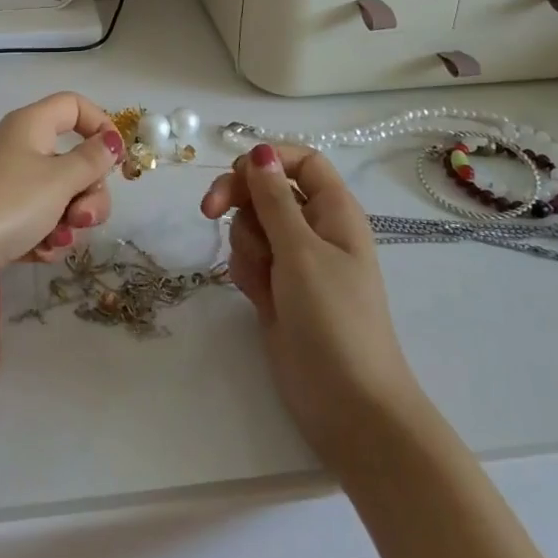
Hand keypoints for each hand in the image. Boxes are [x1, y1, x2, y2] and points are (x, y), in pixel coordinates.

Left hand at [0, 92, 120, 307]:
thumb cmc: (5, 205)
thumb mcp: (58, 180)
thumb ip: (92, 161)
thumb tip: (112, 142)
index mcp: (33, 126)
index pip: (74, 106)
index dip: (100, 125)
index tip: (117, 161)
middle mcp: (22, 149)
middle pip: (74, 159)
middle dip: (89, 192)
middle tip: (82, 216)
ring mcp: (11, 187)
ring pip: (61, 196)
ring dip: (70, 221)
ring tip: (57, 240)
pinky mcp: (3, 221)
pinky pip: (40, 222)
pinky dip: (47, 237)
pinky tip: (40, 253)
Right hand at [201, 144, 418, 465]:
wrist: (349, 407)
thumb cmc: (334, 319)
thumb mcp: (301, 251)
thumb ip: (273, 199)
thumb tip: (259, 150)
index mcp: (334, 211)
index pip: (301, 161)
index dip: (269, 158)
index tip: (236, 171)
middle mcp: (314, 229)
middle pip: (265, 188)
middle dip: (237, 197)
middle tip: (208, 210)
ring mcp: (294, 261)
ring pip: (251, 224)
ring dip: (245, 243)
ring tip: (263, 278)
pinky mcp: (276, 289)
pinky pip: (248, 258)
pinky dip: (246, 271)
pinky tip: (258, 298)